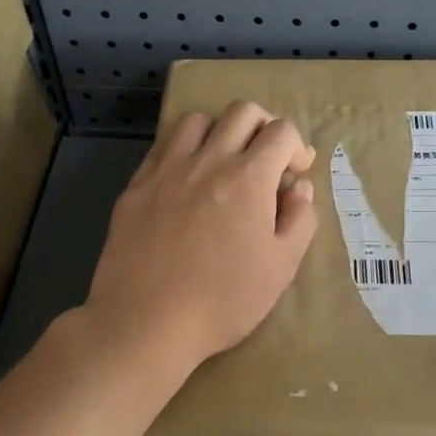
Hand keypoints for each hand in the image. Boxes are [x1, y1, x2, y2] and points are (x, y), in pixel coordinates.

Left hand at [85, 101, 317, 377]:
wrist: (145, 323)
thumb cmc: (223, 301)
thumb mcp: (281, 267)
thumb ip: (299, 219)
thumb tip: (299, 188)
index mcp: (248, 179)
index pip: (282, 131)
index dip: (297, 147)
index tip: (296, 174)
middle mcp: (207, 161)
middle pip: (241, 112)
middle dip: (263, 127)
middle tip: (266, 159)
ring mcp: (166, 170)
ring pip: (197, 120)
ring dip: (219, 132)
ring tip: (223, 162)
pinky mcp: (136, 186)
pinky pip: (162, 146)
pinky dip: (183, 150)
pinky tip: (186, 179)